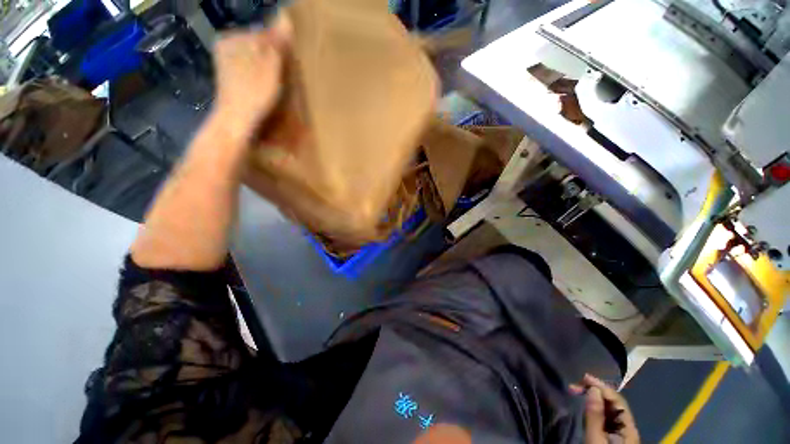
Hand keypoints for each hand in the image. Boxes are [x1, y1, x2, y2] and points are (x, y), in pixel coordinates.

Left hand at [210, 14, 291, 142]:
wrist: (236, 121)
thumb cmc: (254, 93)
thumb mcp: (269, 67)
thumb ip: (276, 42)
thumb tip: (285, 16)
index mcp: (232, 38)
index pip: (264, 33)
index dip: (280, 46)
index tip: (290, 62)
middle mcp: (226, 46)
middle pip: (258, 45)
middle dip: (273, 55)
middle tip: (283, 74)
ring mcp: (226, 63)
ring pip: (254, 57)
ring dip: (268, 66)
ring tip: (276, 82)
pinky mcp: (229, 78)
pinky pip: (250, 69)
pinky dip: (260, 75)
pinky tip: (265, 87)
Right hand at [574, 374, 639, 443]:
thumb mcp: (595, 439)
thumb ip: (595, 415)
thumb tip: (593, 390)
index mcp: (628, 428)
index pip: (617, 400)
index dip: (601, 386)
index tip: (582, 378)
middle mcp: (627, 428)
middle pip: (614, 403)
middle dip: (596, 391)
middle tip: (575, 385)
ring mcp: (621, 433)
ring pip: (610, 409)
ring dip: (594, 398)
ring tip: (578, 392)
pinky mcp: (613, 437)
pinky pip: (606, 417)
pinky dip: (596, 408)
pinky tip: (587, 405)